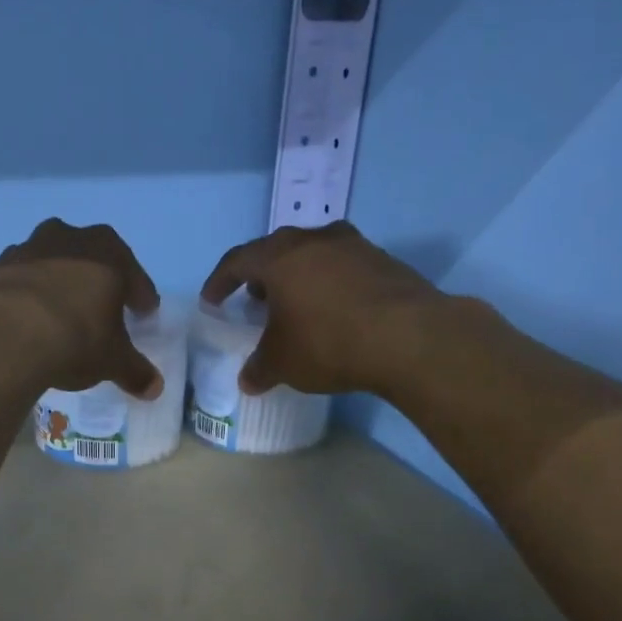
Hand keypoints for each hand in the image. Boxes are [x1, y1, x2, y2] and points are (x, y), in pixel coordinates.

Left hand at [0, 218, 164, 397]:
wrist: (1, 336)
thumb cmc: (74, 339)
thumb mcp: (112, 361)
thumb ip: (135, 371)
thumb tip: (155, 388)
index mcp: (108, 253)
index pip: (134, 275)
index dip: (141, 296)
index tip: (144, 313)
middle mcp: (68, 239)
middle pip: (91, 258)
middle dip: (98, 281)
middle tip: (102, 309)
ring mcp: (26, 249)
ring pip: (52, 264)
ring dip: (58, 284)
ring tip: (60, 315)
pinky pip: (19, 281)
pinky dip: (26, 297)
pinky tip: (25, 321)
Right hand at [199, 221, 442, 396]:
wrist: (409, 338)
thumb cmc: (328, 343)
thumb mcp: (283, 363)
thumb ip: (259, 368)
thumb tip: (248, 380)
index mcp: (280, 257)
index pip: (237, 261)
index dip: (219, 281)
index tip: (212, 301)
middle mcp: (315, 240)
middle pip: (277, 250)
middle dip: (260, 275)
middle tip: (254, 299)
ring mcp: (354, 246)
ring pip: (313, 255)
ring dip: (297, 277)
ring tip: (294, 305)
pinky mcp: (384, 261)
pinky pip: (343, 267)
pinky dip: (329, 284)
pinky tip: (333, 312)